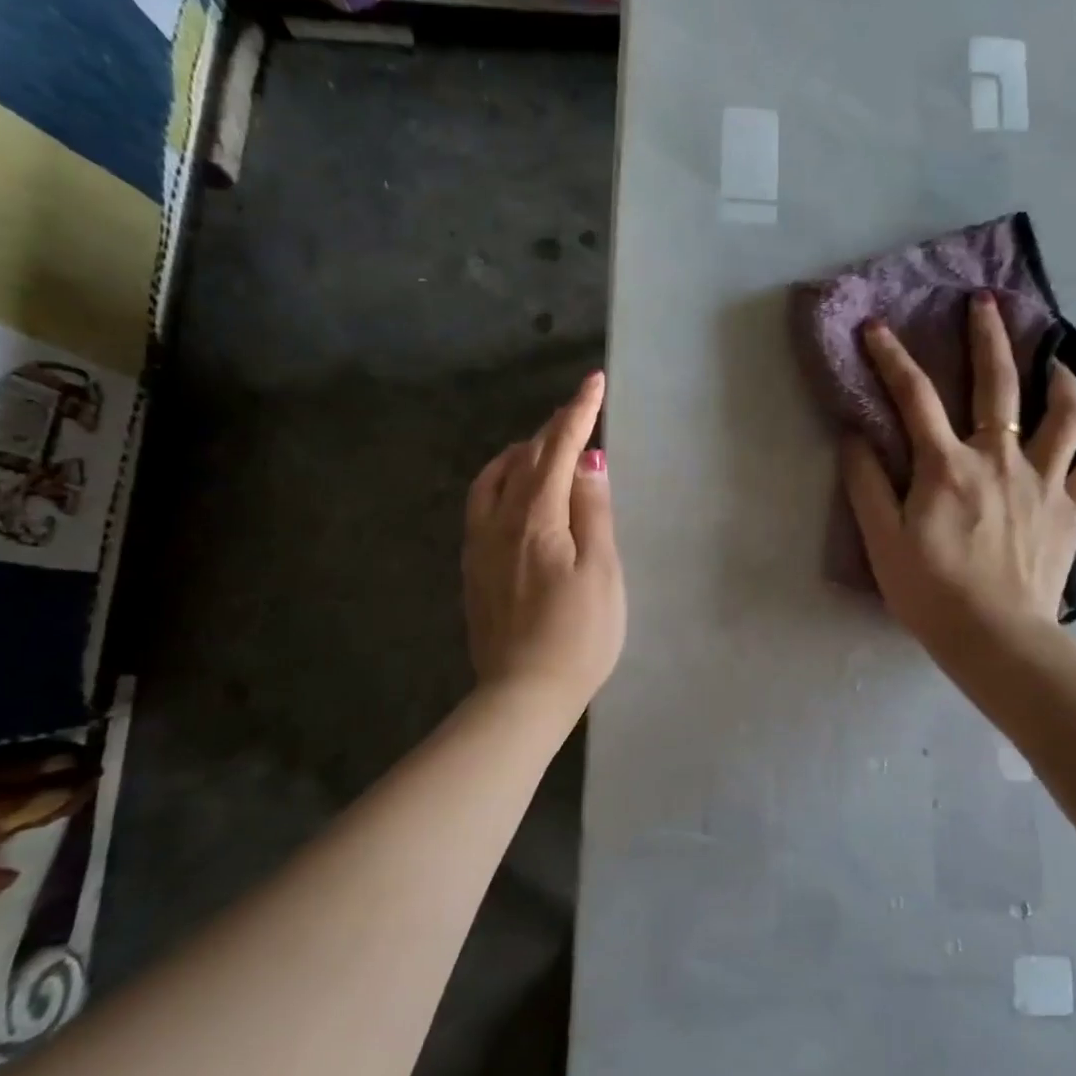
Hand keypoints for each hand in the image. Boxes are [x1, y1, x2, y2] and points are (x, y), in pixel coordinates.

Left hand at [463, 371, 625, 710]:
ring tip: (541, 448)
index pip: (557, 450)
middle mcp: (498, 522)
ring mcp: (480, 547)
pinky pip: (482, 505)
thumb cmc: (577, 636)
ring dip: (520, 454)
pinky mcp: (474, 569)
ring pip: (493, 480)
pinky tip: (513, 494)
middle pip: (523, 460)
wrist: (523, 694)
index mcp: (535, 518)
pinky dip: (501, 482)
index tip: (594, 381)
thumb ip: (593, 513)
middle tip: (578, 413)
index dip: (578, 413)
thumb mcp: (601, 572)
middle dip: (552, 430)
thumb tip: (587, 464)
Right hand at [842, 293, 1075, 655]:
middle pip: (999, 385)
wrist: (995, 638)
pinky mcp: (1073, 510)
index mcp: (947, 466)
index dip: (891, 358)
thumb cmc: (930, 592)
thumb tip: (855, 435)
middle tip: (985, 302)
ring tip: (1056, 358)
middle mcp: (1000, 460)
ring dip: (1060, 378)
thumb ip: (866, 484)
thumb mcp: (881, 540)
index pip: (913, 397)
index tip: (876, 327)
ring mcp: (1044, 482)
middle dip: (989, 337)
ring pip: (1065, 415)